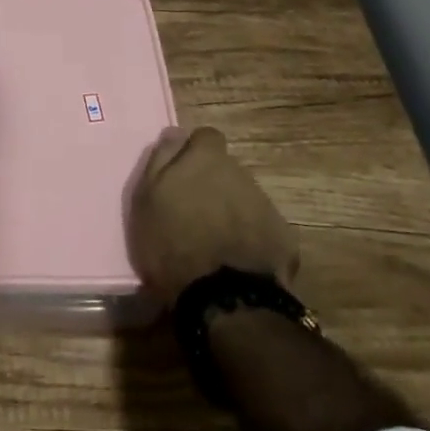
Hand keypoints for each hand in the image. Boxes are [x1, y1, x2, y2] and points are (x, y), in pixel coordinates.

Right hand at [127, 126, 300, 306]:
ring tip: (214, 243)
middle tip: (194, 214)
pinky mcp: (282, 237)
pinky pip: (261, 228)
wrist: (224, 298)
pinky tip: (236, 263)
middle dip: (213, 185)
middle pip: (227, 170)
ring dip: (231, 211)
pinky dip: (250, 238)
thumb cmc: (173, 243)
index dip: (195, 152)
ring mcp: (265, 204)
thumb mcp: (147, 198)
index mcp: (206, 158)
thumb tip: (175, 132)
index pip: (206, 137)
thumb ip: (161, 159)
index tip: (182, 174)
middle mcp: (240, 173)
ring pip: (244, 198)